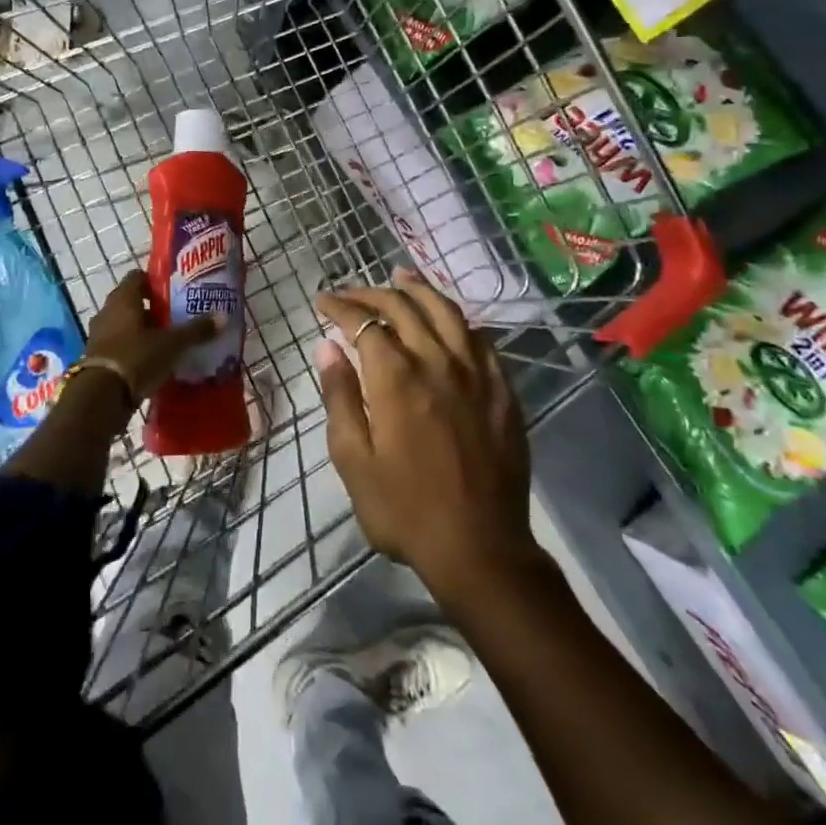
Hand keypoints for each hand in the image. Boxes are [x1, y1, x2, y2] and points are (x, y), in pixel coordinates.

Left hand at [81, 268, 221, 405]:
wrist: (101, 397)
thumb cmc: (137, 357)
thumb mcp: (172, 344)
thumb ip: (196, 330)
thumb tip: (223, 316)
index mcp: (124, 299)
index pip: (138, 277)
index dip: (155, 281)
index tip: (174, 291)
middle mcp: (108, 312)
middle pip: (132, 302)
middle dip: (154, 309)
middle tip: (177, 317)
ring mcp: (99, 335)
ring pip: (125, 325)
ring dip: (144, 331)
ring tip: (168, 342)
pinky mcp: (97, 358)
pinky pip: (120, 346)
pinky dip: (134, 350)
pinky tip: (153, 362)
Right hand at [315, 269, 535, 597]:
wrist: (480, 549)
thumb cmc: (405, 509)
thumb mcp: (354, 460)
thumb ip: (340, 397)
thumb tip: (328, 347)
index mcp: (396, 377)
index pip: (364, 322)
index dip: (340, 307)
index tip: (323, 301)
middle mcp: (438, 361)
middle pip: (404, 306)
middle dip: (372, 292)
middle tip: (351, 293)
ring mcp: (476, 373)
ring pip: (447, 311)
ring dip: (419, 288)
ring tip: (401, 275)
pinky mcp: (503, 390)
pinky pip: (480, 338)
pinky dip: (457, 318)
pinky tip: (448, 319)